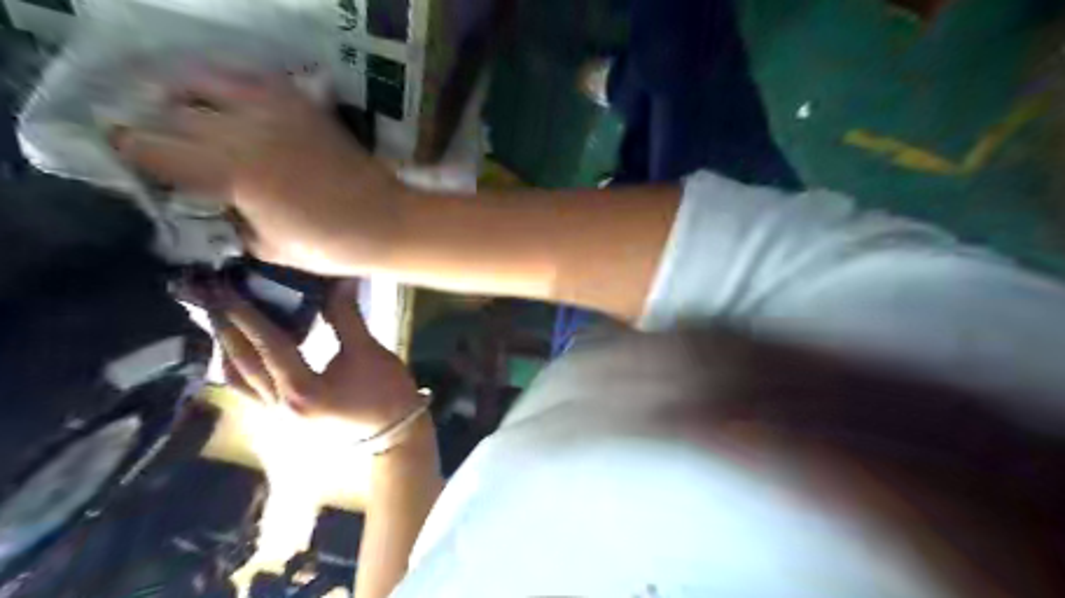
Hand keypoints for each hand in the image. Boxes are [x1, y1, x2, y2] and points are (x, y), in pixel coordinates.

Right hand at [111, 68, 403, 272]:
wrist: (387, 222)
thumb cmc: (331, 246)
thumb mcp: (267, 247)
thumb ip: (225, 220)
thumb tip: (197, 200)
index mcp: (233, 176)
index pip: (152, 149)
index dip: (130, 152)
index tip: (127, 158)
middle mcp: (245, 132)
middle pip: (171, 112)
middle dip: (153, 126)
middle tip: (156, 142)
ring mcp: (276, 110)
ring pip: (201, 80)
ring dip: (180, 93)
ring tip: (180, 111)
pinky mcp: (302, 103)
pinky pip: (249, 75)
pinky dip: (225, 81)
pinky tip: (225, 99)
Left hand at [196, 279, 421, 437]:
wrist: (394, 436)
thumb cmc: (386, 395)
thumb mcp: (368, 352)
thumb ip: (346, 317)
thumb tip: (338, 281)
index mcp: (302, 390)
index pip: (267, 345)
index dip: (247, 314)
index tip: (226, 288)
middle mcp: (279, 406)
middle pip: (241, 364)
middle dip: (224, 328)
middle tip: (208, 298)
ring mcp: (277, 416)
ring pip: (237, 381)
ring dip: (225, 349)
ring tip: (219, 321)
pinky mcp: (282, 418)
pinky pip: (247, 390)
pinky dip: (238, 367)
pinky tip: (239, 352)